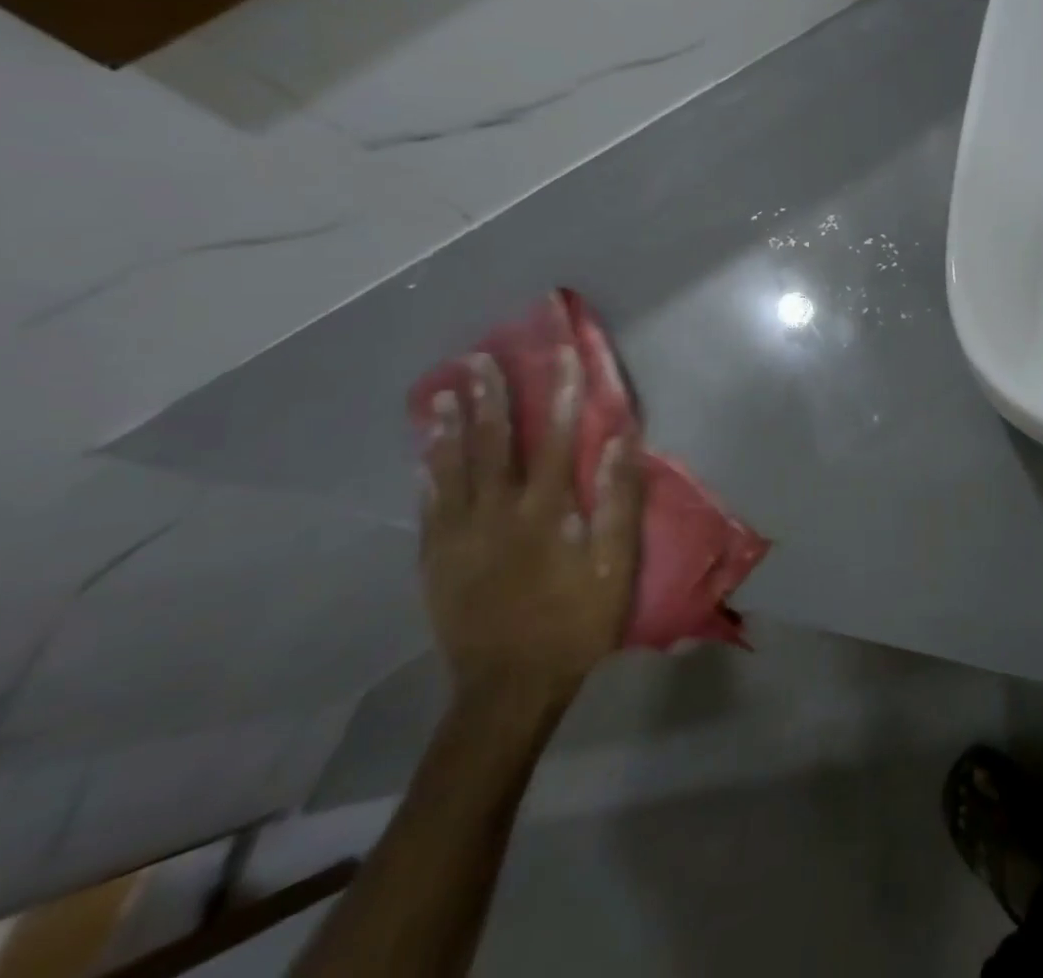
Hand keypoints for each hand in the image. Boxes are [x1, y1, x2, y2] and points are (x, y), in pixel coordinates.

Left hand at [420, 348, 642, 705]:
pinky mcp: (436, 562)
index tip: (562, 353)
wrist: (508, 689)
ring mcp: (458, 537)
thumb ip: (617, 500)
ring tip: (444, 392)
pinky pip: (428, 507)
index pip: (554, 437)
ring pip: (451, 469)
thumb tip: (618, 441)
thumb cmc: (574, 622)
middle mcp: (495, 513)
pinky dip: (427, 475)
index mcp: (542, 511)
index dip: (561, 391)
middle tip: (479, 359)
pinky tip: (423, 456)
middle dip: (490, 397)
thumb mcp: (614, 565)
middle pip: (492, 443)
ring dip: (449, 427)